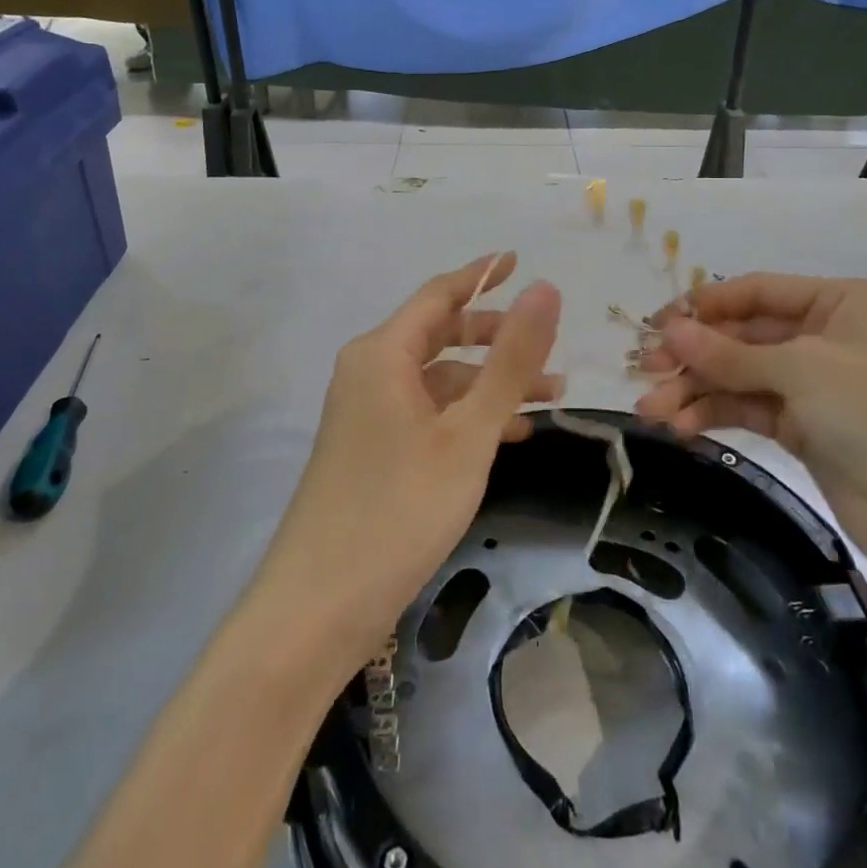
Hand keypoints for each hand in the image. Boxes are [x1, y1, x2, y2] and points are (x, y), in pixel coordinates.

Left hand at [257, 253, 561, 662]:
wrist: (318, 608)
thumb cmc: (399, 508)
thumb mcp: (469, 432)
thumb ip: (510, 360)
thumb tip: (545, 290)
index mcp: (382, 353)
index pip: (438, 295)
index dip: (481, 275)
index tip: (519, 260)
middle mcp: (368, 372)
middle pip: (439, 335)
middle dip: (495, 338)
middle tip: (548, 348)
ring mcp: (366, 413)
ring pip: (438, 380)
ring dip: (488, 384)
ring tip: (547, 399)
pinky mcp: (370, 450)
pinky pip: (426, 413)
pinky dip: (466, 416)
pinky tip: (507, 437)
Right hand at [635, 273, 866, 576]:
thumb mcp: (801, 371)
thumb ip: (730, 353)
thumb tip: (668, 331)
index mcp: (841, 302)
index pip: (758, 292)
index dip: (705, 306)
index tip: (658, 324)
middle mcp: (826, 336)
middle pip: (744, 336)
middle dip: (694, 354)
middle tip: (644, 368)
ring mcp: (814, 384)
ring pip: (740, 376)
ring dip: (695, 390)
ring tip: (652, 410)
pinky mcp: (803, 426)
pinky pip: (748, 408)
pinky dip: (714, 414)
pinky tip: (681, 426)